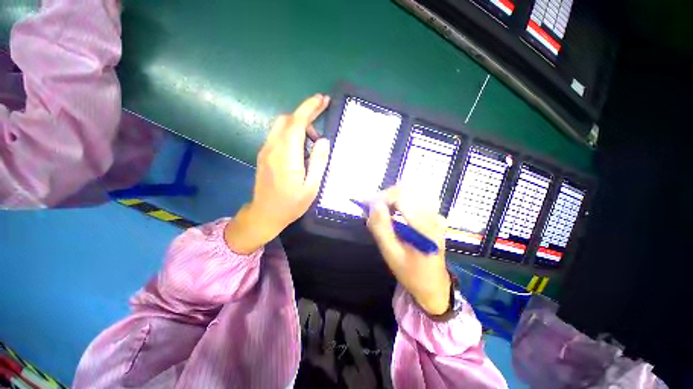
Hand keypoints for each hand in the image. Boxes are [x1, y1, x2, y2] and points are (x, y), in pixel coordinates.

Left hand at [225, 94, 330, 253]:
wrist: (265, 214)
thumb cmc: (291, 204)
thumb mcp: (311, 187)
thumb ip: (319, 162)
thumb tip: (323, 140)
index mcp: (287, 156)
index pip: (296, 123)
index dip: (309, 108)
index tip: (322, 99)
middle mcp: (273, 148)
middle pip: (288, 119)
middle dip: (306, 112)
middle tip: (323, 112)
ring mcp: (266, 150)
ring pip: (282, 125)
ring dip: (300, 124)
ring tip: (315, 139)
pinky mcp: (264, 154)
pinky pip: (279, 135)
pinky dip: (292, 132)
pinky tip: (303, 146)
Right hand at [367, 187, 451, 315]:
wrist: (434, 285)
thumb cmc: (412, 273)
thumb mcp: (392, 255)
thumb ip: (382, 229)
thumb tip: (374, 205)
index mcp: (426, 227)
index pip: (402, 197)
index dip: (381, 197)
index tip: (365, 204)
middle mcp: (434, 216)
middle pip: (406, 191)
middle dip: (385, 196)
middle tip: (370, 208)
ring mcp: (436, 214)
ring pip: (410, 193)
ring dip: (391, 198)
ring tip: (378, 210)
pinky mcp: (434, 216)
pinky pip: (414, 200)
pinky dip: (398, 202)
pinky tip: (391, 212)